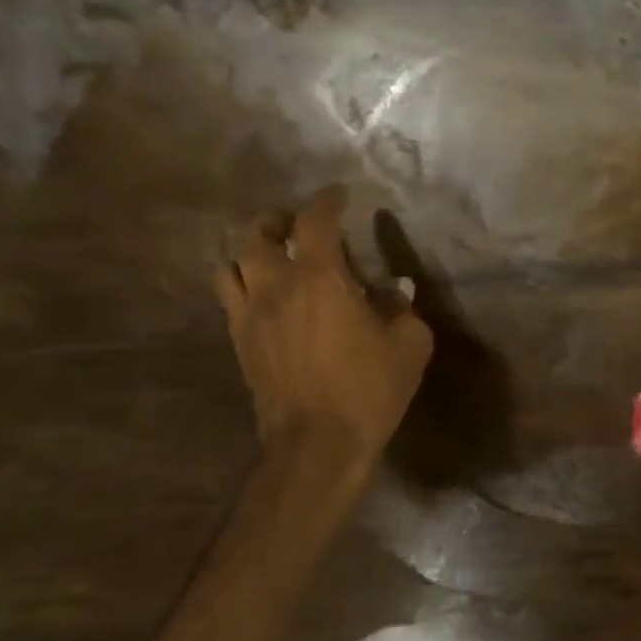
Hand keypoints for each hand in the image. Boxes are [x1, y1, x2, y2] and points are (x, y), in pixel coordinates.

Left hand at [214, 190, 432, 469]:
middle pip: (257, 234)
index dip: (328, 202)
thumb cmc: (369, 389)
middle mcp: (275, 287)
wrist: (317, 445)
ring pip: (231, 265)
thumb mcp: (409, 345)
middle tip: (298, 225)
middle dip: (278, 220)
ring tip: (273, 258)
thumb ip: (402, 308)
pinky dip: (244, 285)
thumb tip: (395, 289)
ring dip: (251, 252)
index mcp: (319, 278)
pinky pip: (230, 299)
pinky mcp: (239, 344)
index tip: (341, 195)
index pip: (315, 222)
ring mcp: (249, 316)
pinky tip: (267, 298)